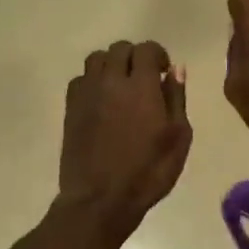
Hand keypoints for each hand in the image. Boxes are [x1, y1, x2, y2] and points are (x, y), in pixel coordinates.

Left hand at [59, 41, 191, 237]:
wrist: (101, 199)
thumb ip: (177, 98)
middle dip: (135, 57)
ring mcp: (87, 94)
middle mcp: (111, 81)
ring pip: (96, 59)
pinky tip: (102, 101)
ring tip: (121, 86)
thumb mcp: (178, 138)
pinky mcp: (70, 109)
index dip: (158, 55)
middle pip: (119, 49)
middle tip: (145, 79)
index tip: (164, 73)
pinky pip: (80, 79)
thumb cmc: (148, 171)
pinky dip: (93, 81)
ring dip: (111, 65)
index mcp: (141, 86)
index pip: (146, 49)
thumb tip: (176, 69)